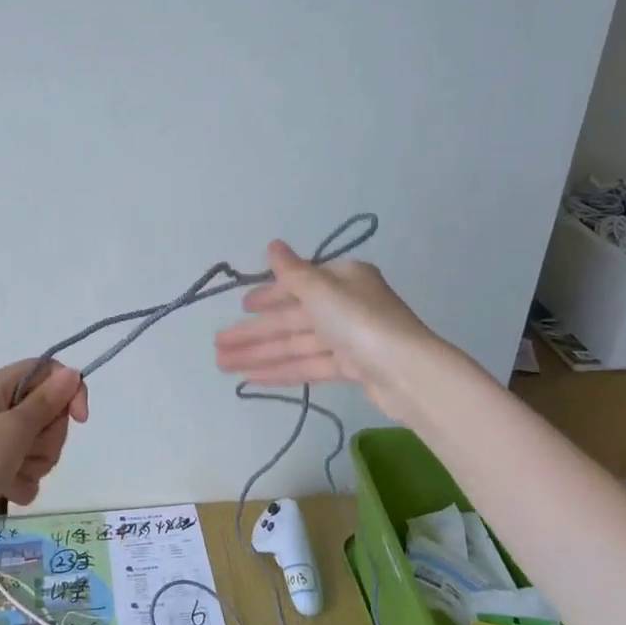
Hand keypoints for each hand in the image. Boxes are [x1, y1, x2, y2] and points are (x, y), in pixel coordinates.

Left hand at [0, 360, 88, 571]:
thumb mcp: (12, 429)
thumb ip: (46, 402)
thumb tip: (72, 372)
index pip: (46, 373)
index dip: (68, 392)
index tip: (79, 420)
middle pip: (46, 412)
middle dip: (47, 438)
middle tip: (24, 452)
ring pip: (38, 446)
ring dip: (34, 465)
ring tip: (11, 476)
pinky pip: (25, 471)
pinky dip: (22, 483)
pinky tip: (6, 494)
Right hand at [214, 241, 443, 417]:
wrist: (407, 373)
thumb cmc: (360, 322)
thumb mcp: (321, 291)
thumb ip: (292, 272)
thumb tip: (272, 244)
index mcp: (342, 279)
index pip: (297, 286)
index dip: (267, 297)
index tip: (241, 307)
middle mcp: (346, 305)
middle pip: (291, 319)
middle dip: (254, 333)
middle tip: (218, 346)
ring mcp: (349, 339)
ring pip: (295, 344)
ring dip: (259, 354)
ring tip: (223, 366)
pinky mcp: (351, 368)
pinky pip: (308, 365)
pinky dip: (281, 370)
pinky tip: (252, 379)